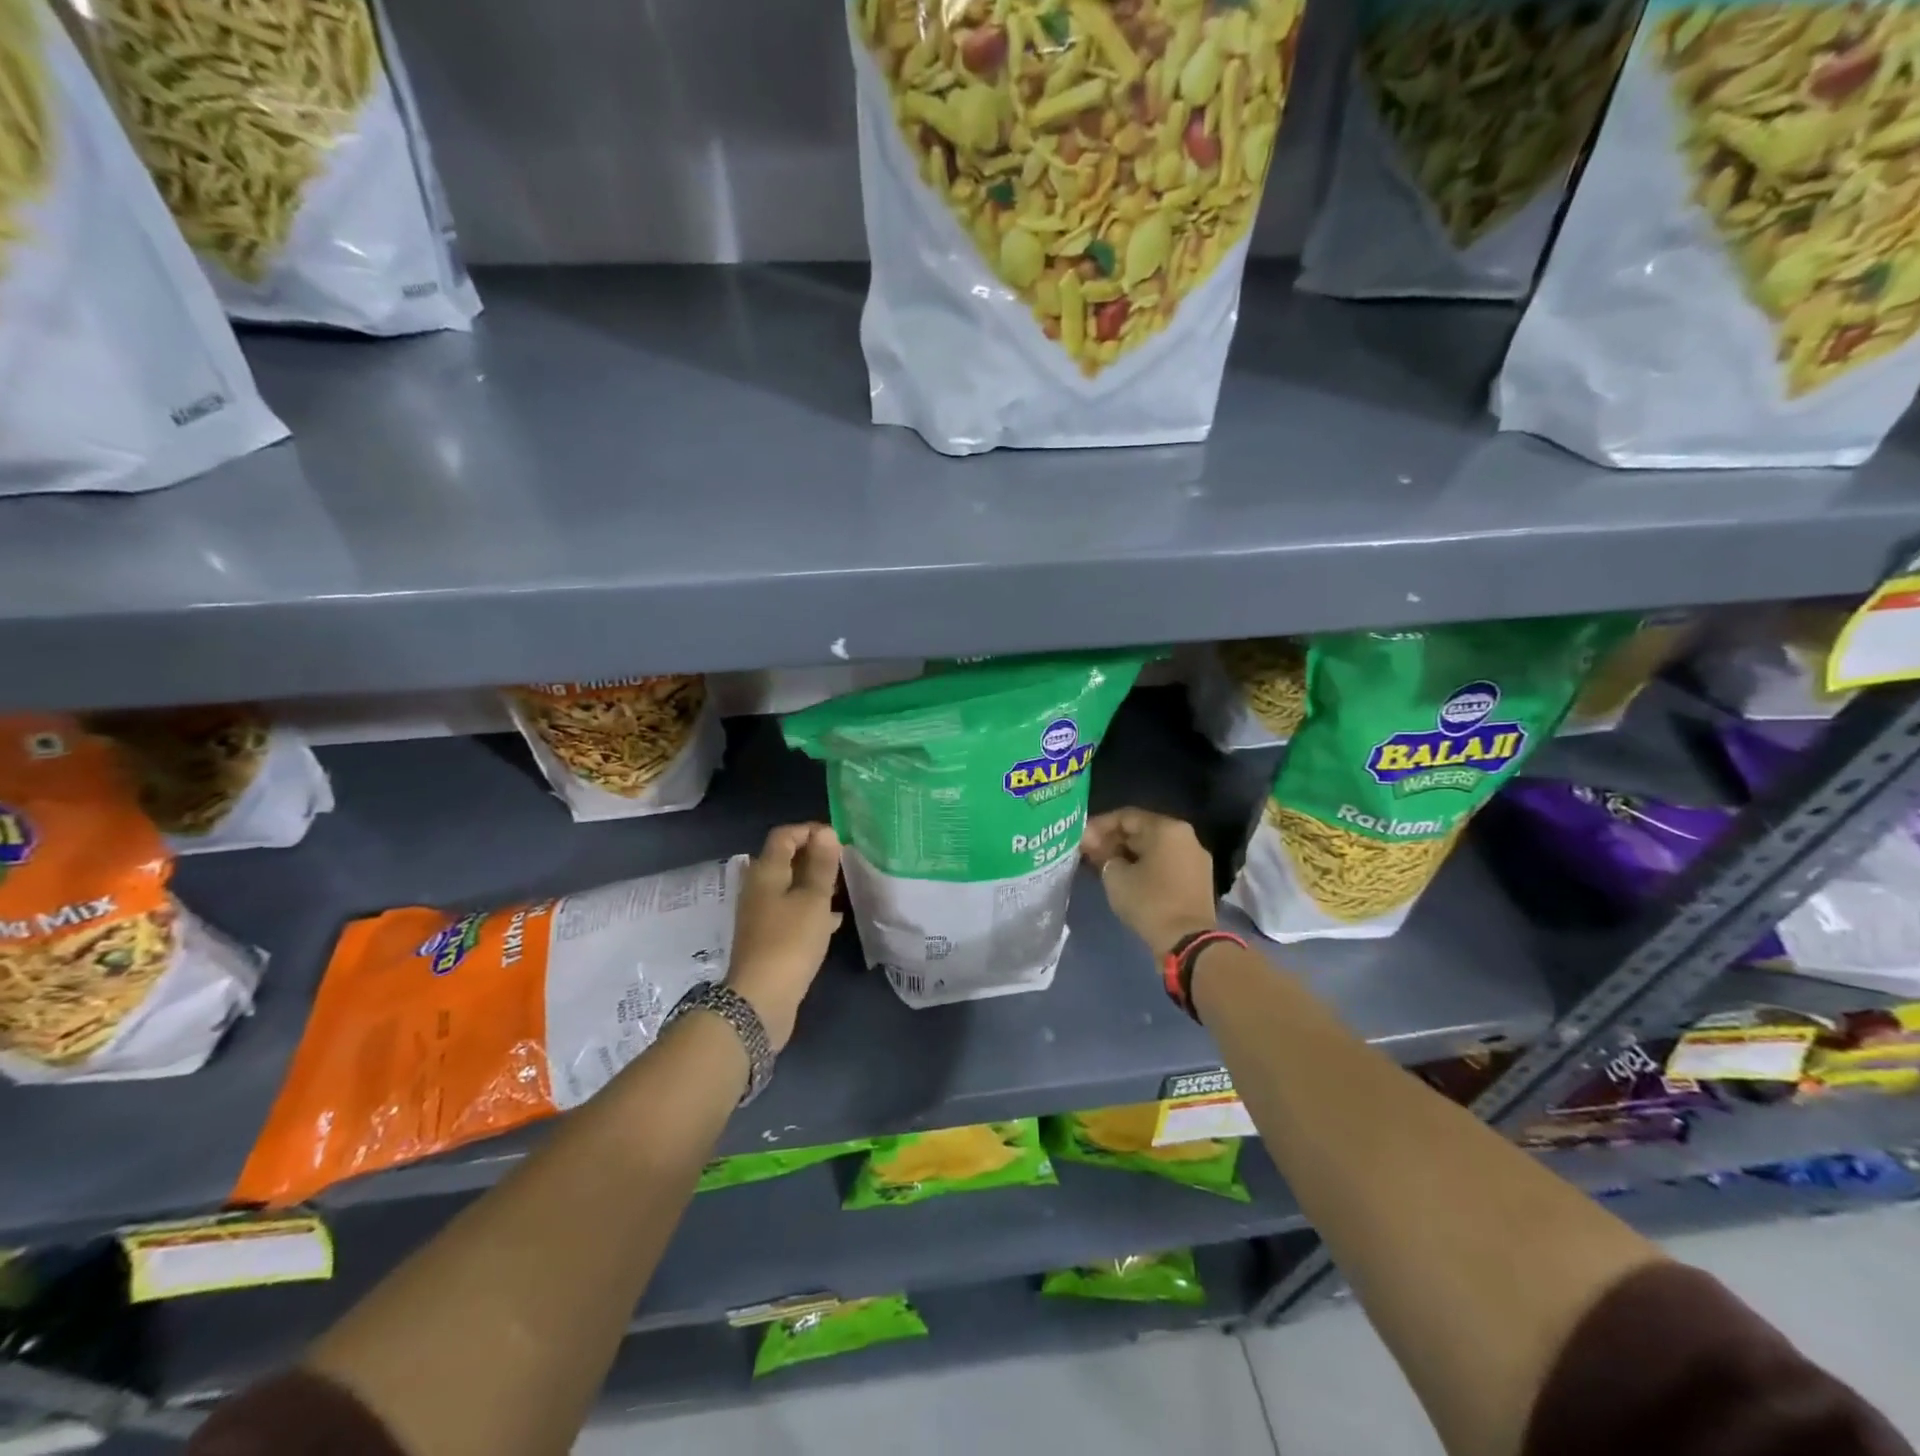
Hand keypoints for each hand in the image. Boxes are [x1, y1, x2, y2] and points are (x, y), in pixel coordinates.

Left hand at [726, 823, 843, 1051]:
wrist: (761, 999)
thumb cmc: (790, 941)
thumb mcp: (814, 899)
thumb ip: (822, 865)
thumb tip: (826, 832)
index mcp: (766, 872)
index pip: (784, 836)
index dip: (810, 830)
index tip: (838, 839)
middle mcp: (758, 888)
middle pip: (785, 860)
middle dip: (815, 857)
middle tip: (844, 863)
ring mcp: (761, 914)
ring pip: (790, 888)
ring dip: (814, 884)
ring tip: (843, 888)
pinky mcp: (768, 938)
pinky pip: (791, 912)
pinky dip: (810, 910)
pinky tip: (833, 921)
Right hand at [1081, 808, 1217, 957]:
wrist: (1188, 942)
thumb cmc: (1149, 902)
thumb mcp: (1115, 876)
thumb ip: (1102, 854)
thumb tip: (1094, 845)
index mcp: (1166, 828)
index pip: (1126, 817)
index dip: (1099, 826)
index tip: (1080, 839)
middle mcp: (1185, 836)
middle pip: (1142, 831)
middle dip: (1113, 840)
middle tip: (1089, 852)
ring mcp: (1195, 858)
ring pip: (1154, 848)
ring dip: (1128, 854)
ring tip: (1104, 865)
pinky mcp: (1198, 879)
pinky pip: (1165, 863)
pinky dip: (1144, 866)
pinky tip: (1125, 876)